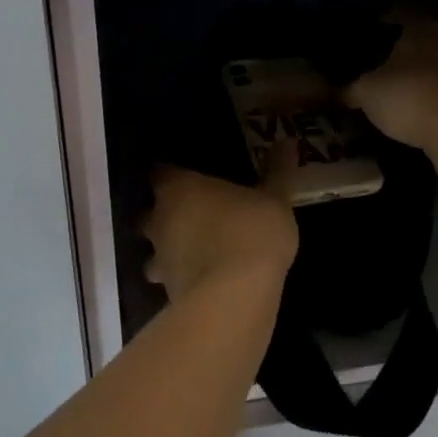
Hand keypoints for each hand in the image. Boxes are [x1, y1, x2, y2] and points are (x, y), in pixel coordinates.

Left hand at [142, 159, 298, 302]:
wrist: (236, 295)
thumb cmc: (252, 231)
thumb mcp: (274, 198)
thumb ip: (277, 171)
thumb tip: (287, 141)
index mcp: (179, 188)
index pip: (160, 172)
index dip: (170, 173)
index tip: (184, 174)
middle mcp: (160, 219)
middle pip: (149, 212)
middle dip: (163, 213)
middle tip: (190, 212)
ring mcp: (161, 258)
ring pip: (154, 250)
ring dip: (168, 250)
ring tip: (193, 250)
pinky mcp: (168, 292)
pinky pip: (171, 279)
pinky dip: (182, 277)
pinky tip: (203, 279)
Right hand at [343, 16, 437, 150]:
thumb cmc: (407, 97)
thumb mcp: (367, 93)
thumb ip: (350, 88)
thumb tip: (335, 92)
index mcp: (419, 28)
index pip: (400, 13)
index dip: (383, 20)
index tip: (368, 30)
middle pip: (420, 36)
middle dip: (402, 46)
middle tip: (380, 58)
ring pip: (434, 60)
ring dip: (419, 68)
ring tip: (397, 81)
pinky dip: (431, 88)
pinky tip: (417, 101)